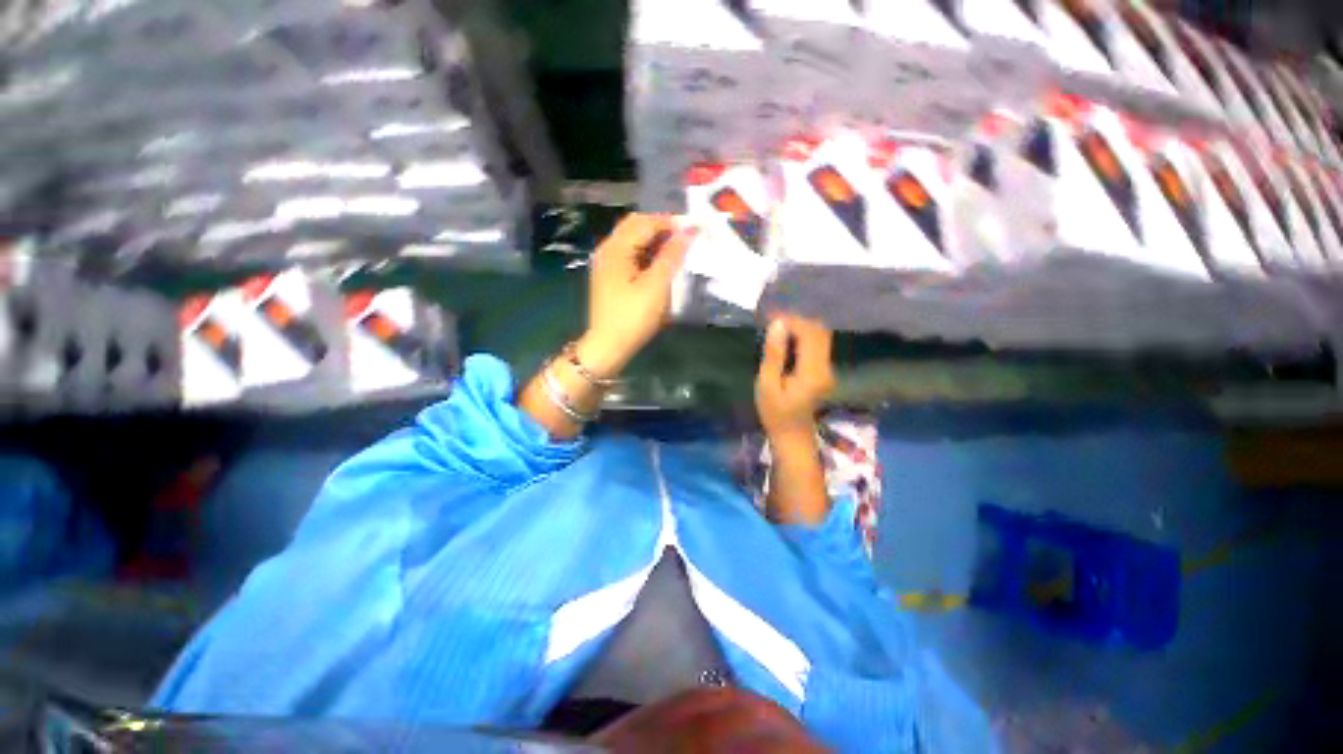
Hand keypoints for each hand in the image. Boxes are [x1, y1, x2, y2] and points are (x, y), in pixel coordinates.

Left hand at [576, 213, 694, 377]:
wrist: (608, 346)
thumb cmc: (633, 317)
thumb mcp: (656, 286)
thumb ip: (672, 256)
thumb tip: (690, 230)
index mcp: (616, 248)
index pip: (646, 222)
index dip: (671, 222)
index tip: (696, 229)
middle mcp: (608, 249)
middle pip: (637, 226)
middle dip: (663, 228)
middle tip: (687, 238)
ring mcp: (607, 263)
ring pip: (634, 240)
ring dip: (656, 240)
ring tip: (678, 251)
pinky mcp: (610, 276)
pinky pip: (631, 254)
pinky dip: (647, 253)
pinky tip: (661, 264)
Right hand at [755, 315, 834, 438]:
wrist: (792, 437)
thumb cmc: (775, 413)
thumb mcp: (767, 385)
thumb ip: (774, 355)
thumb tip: (777, 325)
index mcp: (813, 372)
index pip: (809, 334)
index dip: (792, 321)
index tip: (771, 318)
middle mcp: (826, 367)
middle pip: (819, 332)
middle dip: (797, 321)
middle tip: (773, 321)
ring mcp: (828, 370)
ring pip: (820, 337)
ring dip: (800, 328)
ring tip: (777, 328)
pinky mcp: (824, 372)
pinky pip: (817, 346)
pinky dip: (802, 338)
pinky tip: (786, 340)